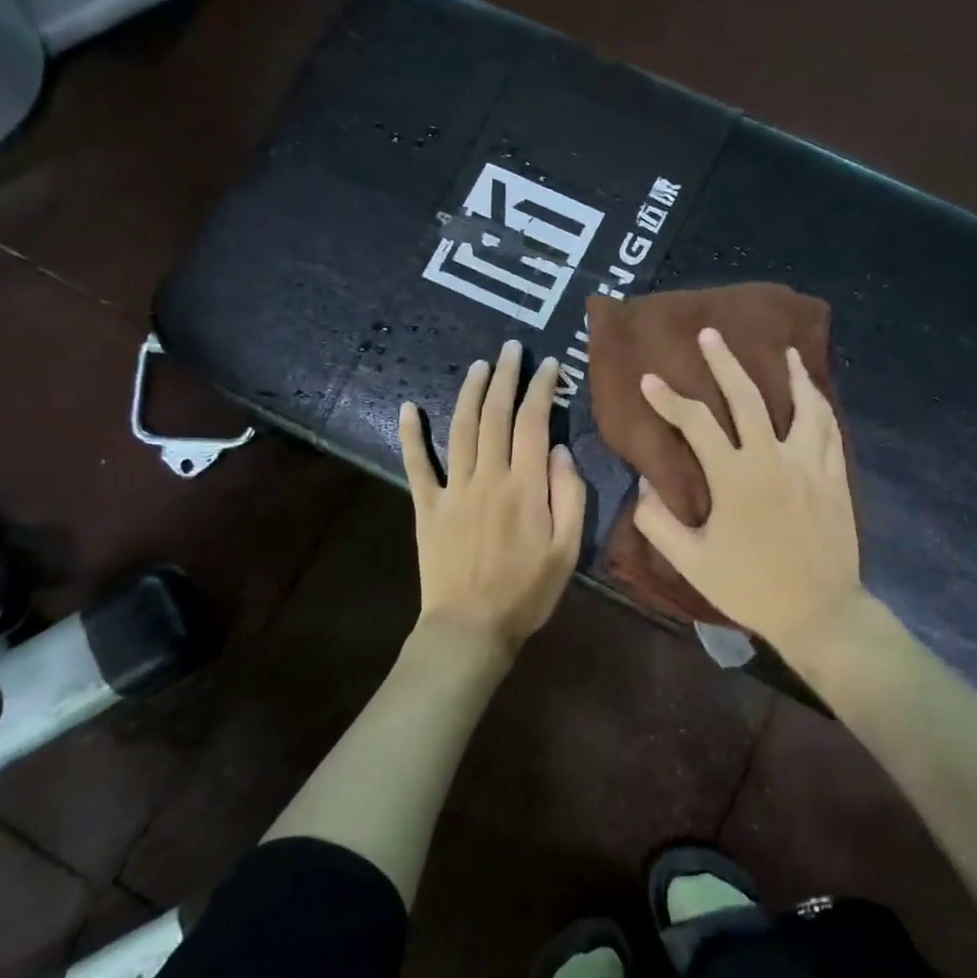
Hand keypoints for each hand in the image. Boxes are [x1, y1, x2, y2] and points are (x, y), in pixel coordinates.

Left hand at [399, 339, 586, 655]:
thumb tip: (557, 449)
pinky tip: (407, 407)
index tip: (549, 365)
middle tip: (511, 348)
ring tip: (479, 366)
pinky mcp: (427, 506)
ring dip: (470, 393)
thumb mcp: (568, 549)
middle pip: (496, 415)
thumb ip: (569, 494)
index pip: (534, 422)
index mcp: (525, 486)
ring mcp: (453, 489)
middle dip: (505, 377)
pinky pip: (416, 464)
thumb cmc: (527, 592)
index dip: (541, 388)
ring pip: (461, 428)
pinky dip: (411, 434)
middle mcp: (487, 476)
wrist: (471, 628)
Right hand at [632, 328, 863, 650]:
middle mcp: (772, 458)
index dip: (668, 399)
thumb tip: (645, 483)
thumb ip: (659, 521)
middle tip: (711, 334)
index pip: (695, 423)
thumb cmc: (750, 587)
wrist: (818, 611)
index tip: (649, 379)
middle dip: (724, 363)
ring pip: (801, 404)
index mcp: (734, 477)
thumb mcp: (692, 562)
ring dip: (790, 373)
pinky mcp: (833, 475)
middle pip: (747, 397)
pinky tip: (814, 393)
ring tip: (784, 350)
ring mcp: (809, 463)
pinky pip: (829, 428)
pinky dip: (820, 404)